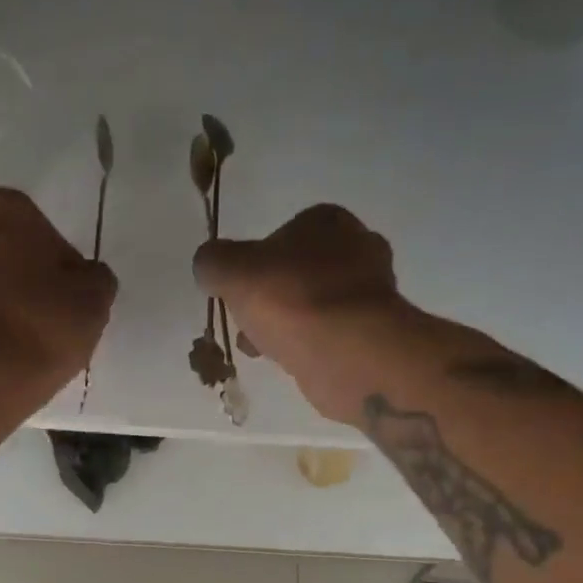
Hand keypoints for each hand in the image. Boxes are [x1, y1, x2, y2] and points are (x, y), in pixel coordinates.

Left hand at [0, 183, 115, 392]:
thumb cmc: (44, 325)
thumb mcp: (94, 298)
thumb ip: (93, 276)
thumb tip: (82, 276)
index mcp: (3, 207)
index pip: (28, 212)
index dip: (44, 244)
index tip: (59, 278)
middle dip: (2, 249)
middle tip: (29, 286)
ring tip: (13, 319)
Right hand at [193, 204, 417, 423]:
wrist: (346, 351)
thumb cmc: (291, 299)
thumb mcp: (232, 271)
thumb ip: (213, 262)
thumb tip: (208, 266)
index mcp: (328, 221)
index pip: (282, 235)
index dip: (254, 264)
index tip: (239, 293)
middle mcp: (358, 247)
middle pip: (298, 273)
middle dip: (271, 299)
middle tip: (249, 324)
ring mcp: (372, 292)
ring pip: (313, 305)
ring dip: (287, 325)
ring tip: (264, 348)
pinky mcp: (374, 331)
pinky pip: (330, 334)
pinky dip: (308, 345)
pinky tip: (291, 361)